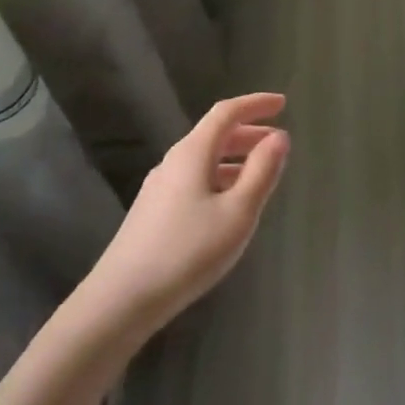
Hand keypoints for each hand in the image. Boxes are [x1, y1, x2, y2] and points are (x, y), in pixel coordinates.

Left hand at [80, 93, 290, 339]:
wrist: (121, 301)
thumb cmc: (187, 251)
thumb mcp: (238, 212)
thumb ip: (262, 171)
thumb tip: (279, 137)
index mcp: (192, 153)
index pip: (226, 113)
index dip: (255, 104)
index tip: (283, 103)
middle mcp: (173, 163)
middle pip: (214, 134)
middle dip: (249, 132)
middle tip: (278, 142)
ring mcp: (159, 188)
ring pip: (204, 160)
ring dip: (236, 158)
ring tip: (262, 174)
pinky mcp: (153, 212)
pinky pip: (195, 180)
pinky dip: (220, 178)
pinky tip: (231, 204)